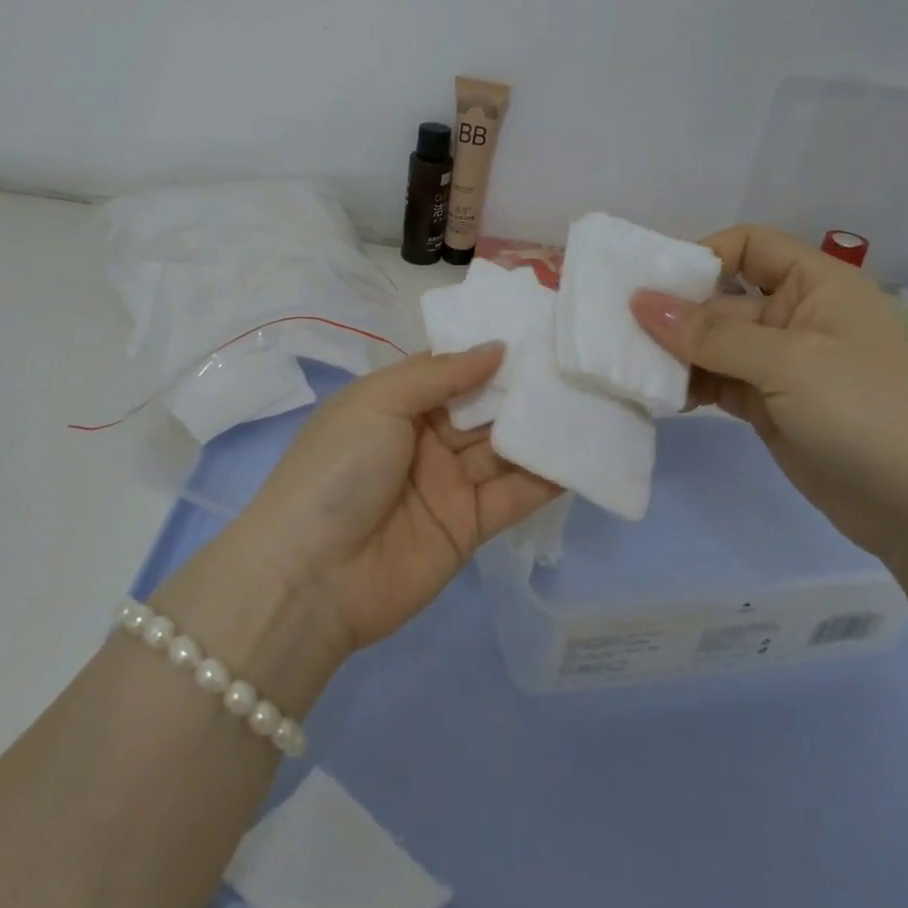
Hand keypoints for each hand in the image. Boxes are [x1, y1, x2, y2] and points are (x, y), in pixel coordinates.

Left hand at [219, 346, 559, 654]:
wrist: (312, 576)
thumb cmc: (338, 469)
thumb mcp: (378, 402)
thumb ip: (439, 373)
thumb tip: (496, 347)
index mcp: (394, 403)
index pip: (451, 369)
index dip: (489, 352)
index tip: (540, 330)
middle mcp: (423, 439)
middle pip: (482, 407)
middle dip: (524, 387)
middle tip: (579, 362)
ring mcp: (448, 483)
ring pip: (503, 449)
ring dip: (541, 429)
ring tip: (594, 400)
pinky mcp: (469, 526)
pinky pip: (514, 496)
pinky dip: (547, 478)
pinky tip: (584, 454)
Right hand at [632, 225, 907, 564]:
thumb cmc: (867, 411)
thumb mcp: (787, 362)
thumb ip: (710, 334)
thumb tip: (639, 302)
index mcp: (816, 285)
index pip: (748, 246)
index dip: (701, 256)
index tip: (653, 286)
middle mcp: (796, 316)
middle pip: (722, 298)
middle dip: (675, 313)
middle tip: (619, 332)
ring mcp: (782, 365)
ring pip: (713, 344)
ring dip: (676, 354)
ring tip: (631, 368)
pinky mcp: (769, 406)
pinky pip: (717, 382)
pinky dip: (689, 386)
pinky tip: (660, 397)